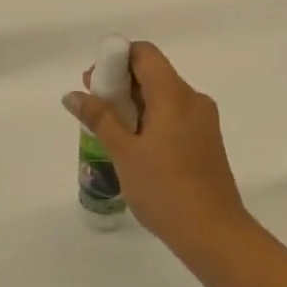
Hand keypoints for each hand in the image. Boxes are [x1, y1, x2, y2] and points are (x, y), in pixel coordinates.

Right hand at [63, 42, 255, 264]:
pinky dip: (152, 120)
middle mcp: (193, 99)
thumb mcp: (124, 153)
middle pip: (154, 74)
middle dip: (121, 84)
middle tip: (94, 109)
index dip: (116, 59)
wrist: (213, 232)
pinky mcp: (206, 141)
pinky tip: (135, 148)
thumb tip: (73, 94)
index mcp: (175, 94)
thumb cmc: (164, 189)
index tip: (94, 83)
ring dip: (135, 104)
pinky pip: (175, 116)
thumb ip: (99, 118)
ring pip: (164, 97)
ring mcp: (203, 121)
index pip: (145, 54)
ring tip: (109, 132)